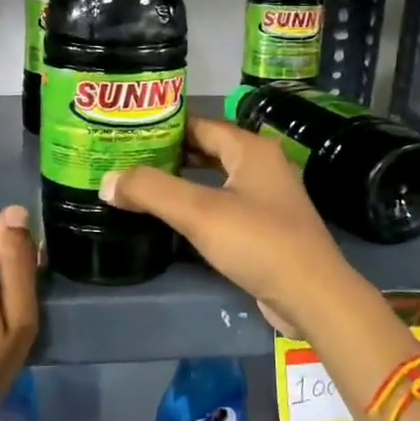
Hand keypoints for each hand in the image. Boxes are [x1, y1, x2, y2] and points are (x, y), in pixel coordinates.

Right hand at [100, 116, 356, 336]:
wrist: (312, 295)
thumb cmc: (258, 242)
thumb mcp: (199, 212)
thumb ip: (151, 191)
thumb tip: (107, 181)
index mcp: (251, 149)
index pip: (200, 125)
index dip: (164, 128)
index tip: (127, 134)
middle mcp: (262, 166)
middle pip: (208, 150)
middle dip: (170, 155)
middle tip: (128, 161)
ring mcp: (268, 198)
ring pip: (217, 180)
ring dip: (184, 182)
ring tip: (142, 187)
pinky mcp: (267, 228)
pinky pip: (225, 206)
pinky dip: (199, 206)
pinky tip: (175, 219)